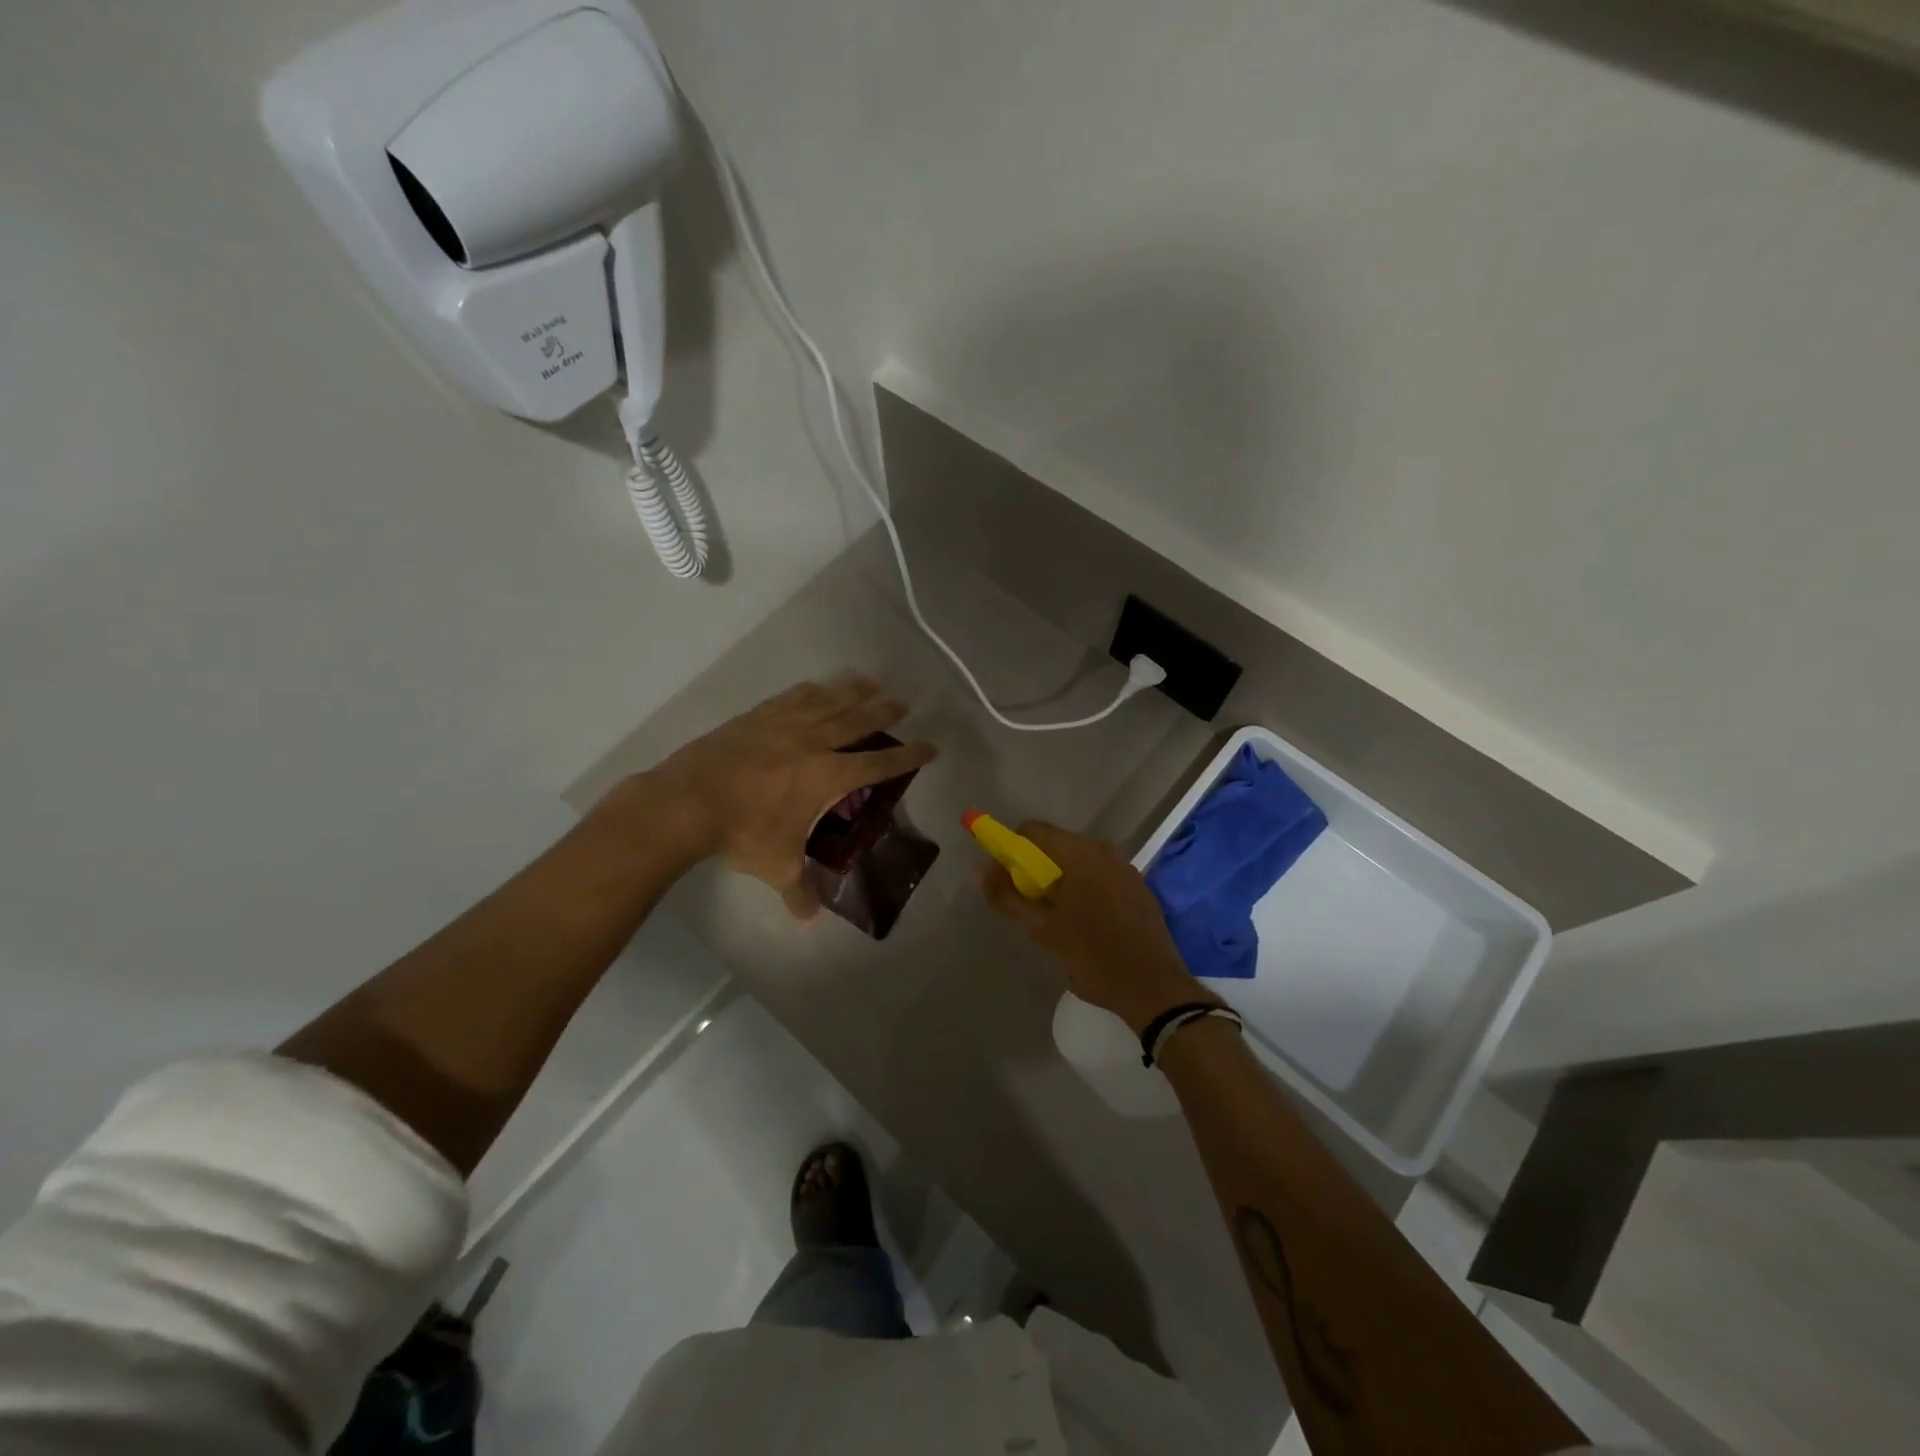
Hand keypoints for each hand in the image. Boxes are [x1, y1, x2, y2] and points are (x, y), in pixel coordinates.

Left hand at [636, 676, 936, 918]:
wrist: (689, 801)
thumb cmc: (743, 832)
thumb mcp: (776, 866)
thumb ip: (798, 891)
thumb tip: (809, 921)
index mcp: (828, 776)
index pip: (878, 763)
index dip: (907, 756)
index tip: (931, 746)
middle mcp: (813, 743)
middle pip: (857, 722)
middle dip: (883, 712)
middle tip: (903, 702)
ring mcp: (783, 726)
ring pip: (827, 702)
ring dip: (851, 691)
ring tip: (870, 681)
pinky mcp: (756, 718)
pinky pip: (791, 698)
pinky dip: (808, 691)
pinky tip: (815, 686)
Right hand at [980, 821, 1208, 1034]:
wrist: (1155, 988)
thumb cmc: (1093, 957)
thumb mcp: (1042, 931)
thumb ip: (1008, 898)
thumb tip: (982, 873)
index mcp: (1079, 853)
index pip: (1032, 830)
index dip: (1010, 850)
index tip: (1004, 880)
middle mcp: (1103, 850)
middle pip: (1055, 844)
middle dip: (1034, 868)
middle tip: (1027, 905)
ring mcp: (1124, 867)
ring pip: (1077, 861)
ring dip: (1059, 880)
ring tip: (1055, 918)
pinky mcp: (1138, 887)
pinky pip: (1099, 875)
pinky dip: (1082, 888)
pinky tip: (1084, 922)